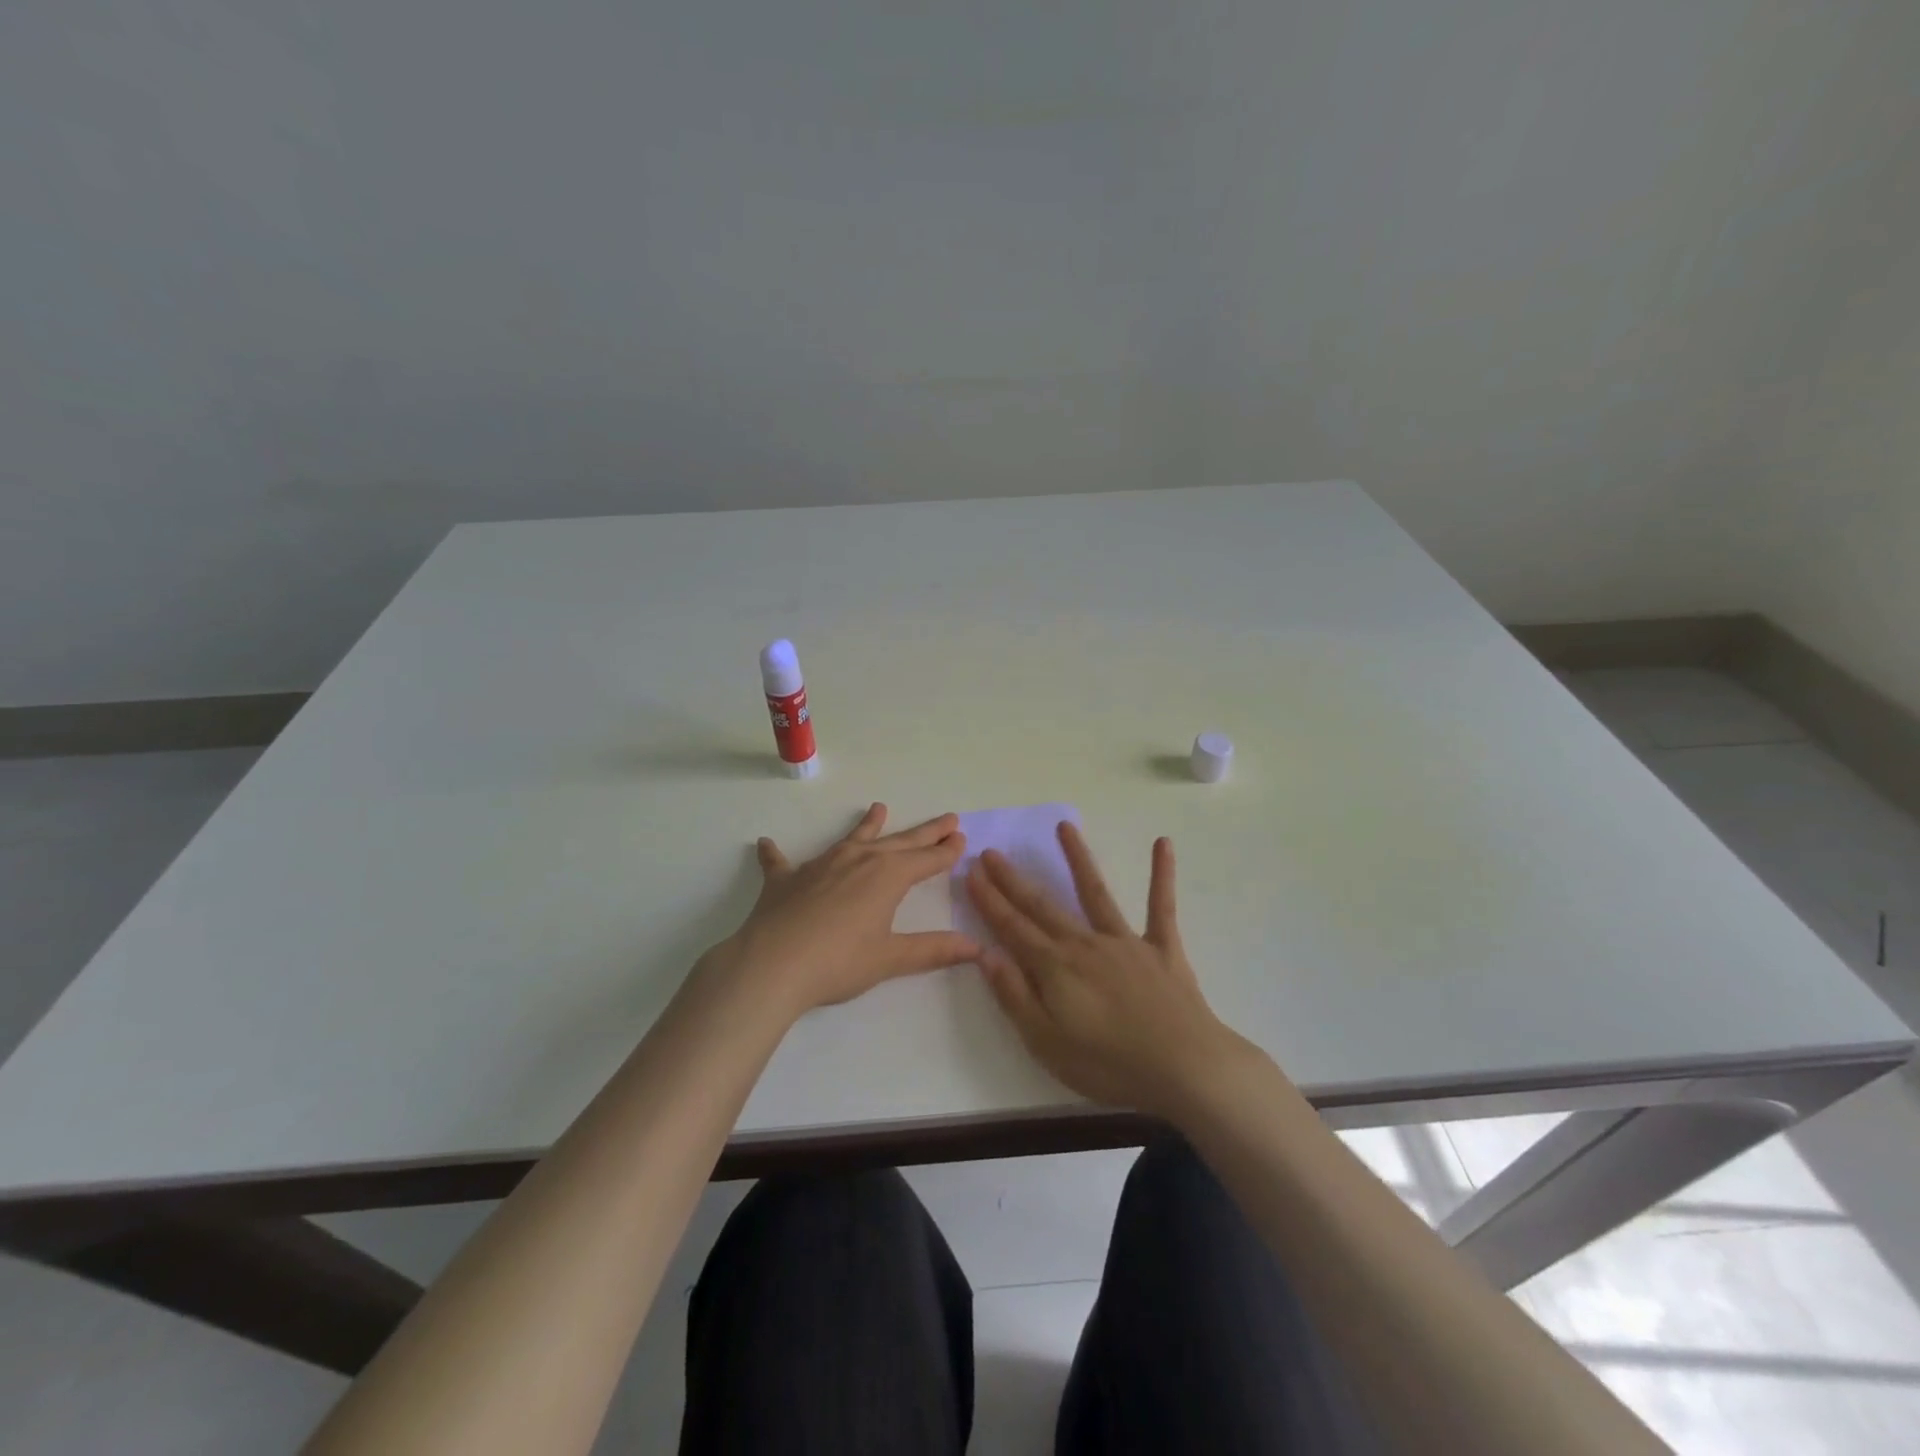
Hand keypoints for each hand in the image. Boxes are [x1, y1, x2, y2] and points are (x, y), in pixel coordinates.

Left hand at [718, 803, 979, 1019]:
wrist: (772, 965)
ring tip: (878, 808)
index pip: (926, 859)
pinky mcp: (785, 880)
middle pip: (899, 841)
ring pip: (851, 839)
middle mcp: (858, 860)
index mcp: (887, 876)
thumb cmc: (838, 962)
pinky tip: (766, 843)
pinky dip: (775, 853)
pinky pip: (780, 861)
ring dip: (867, 825)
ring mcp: (820, 865)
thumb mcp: (891, 958)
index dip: (946, 851)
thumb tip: (977, 947)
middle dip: (925, 832)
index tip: (962, 838)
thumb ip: (933, 950)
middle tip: (947, 818)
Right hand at [965, 822, 1244, 1119]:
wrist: (1184, 1068)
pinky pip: (1161, 906)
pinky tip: (1163, 843)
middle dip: (1013, 879)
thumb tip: (985, 953)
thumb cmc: (1109, 1064)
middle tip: (991, 851)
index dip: (990, 900)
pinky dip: (1162, 874)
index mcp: (1055, 968)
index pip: (1012, 928)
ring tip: (1064, 826)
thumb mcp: (1046, 1043)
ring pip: (1095, 892)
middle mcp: (1085, 943)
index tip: (971, 872)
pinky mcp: (1162, 948)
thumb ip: (1015, 996)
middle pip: (1042, 906)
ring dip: (1078, 858)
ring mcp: (1126, 941)